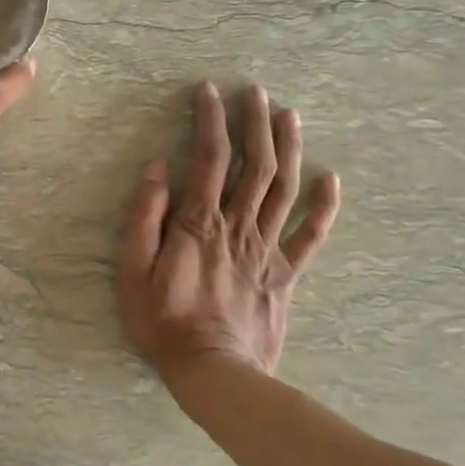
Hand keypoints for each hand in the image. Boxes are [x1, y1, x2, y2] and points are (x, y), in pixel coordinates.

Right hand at [118, 83, 339, 384]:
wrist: (214, 374)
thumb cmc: (163, 322)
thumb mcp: (133, 271)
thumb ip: (145, 217)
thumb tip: (158, 168)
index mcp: (199, 223)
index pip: (209, 158)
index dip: (210, 120)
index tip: (210, 91)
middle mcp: (238, 226)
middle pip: (255, 164)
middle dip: (255, 123)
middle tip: (256, 91)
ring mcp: (267, 250)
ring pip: (285, 189)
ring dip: (289, 149)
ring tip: (290, 115)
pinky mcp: (285, 275)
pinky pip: (310, 236)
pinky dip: (323, 207)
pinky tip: (331, 180)